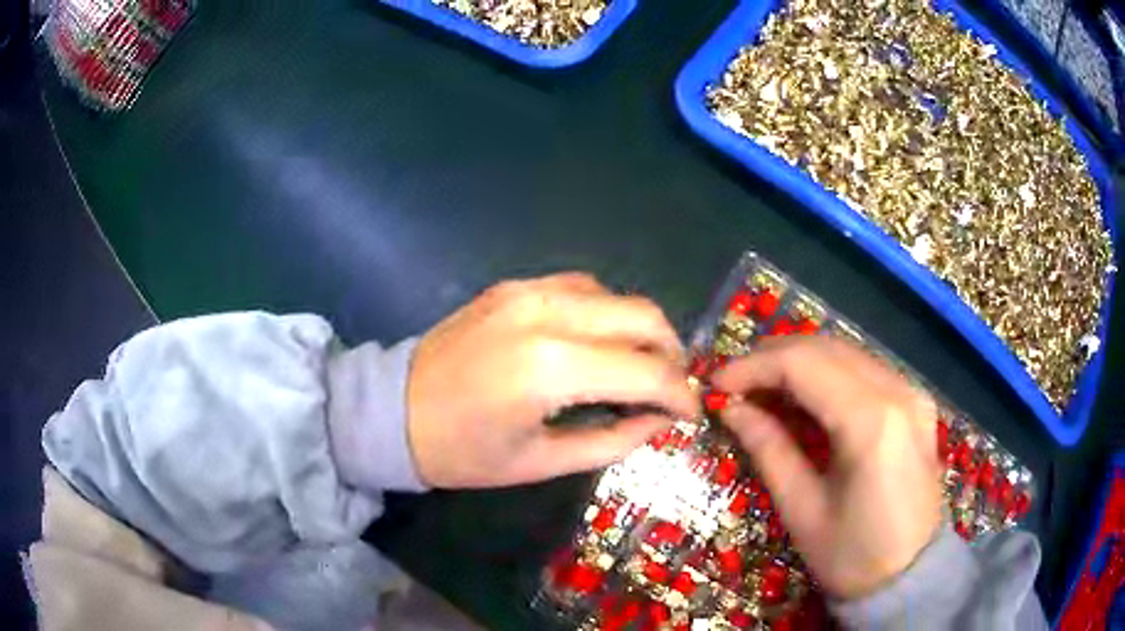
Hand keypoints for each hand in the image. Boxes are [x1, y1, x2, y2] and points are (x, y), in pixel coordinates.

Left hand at [407, 273, 699, 488]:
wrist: (392, 411)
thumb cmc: (462, 452)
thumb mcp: (541, 462)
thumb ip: (613, 440)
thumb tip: (661, 421)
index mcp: (551, 368)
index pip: (647, 371)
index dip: (681, 395)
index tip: (692, 414)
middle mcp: (547, 313)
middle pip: (644, 316)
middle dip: (672, 354)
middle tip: (671, 389)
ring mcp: (527, 290)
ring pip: (616, 295)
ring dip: (640, 330)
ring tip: (638, 367)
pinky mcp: (513, 285)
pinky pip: (581, 287)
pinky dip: (605, 313)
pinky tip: (598, 342)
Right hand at [712, 337, 942, 599]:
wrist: (912, 575)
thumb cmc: (853, 557)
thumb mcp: (802, 510)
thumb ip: (769, 449)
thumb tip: (732, 409)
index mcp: (871, 422)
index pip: (804, 365)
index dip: (754, 367)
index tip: (717, 384)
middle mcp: (898, 391)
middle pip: (826, 348)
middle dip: (773, 358)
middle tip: (736, 385)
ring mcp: (912, 393)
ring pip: (847, 353)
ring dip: (800, 362)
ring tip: (763, 388)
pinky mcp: (916, 402)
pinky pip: (866, 370)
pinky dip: (829, 374)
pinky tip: (807, 397)